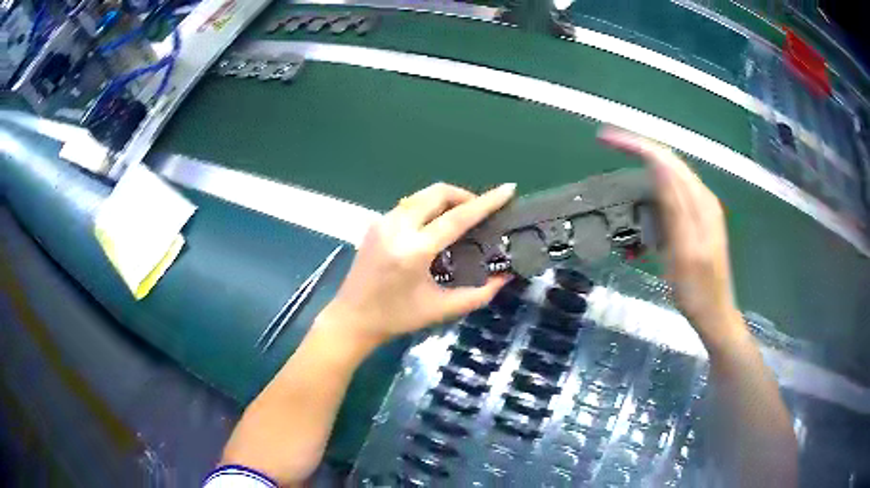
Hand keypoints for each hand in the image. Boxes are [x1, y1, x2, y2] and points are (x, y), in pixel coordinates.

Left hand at [318, 182, 515, 346]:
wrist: (351, 319)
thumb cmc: (397, 318)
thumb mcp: (442, 309)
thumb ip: (479, 294)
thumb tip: (506, 277)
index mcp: (414, 250)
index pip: (457, 217)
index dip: (486, 202)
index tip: (508, 189)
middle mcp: (396, 227)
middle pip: (437, 193)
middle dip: (464, 195)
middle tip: (481, 212)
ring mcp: (382, 222)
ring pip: (421, 195)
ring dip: (445, 200)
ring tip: (461, 218)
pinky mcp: (375, 224)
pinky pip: (408, 205)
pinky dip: (428, 207)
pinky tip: (434, 226)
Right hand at [599, 127, 742, 342]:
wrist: (714, 313)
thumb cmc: (696, 291)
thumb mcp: (684, 253)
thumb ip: (675, 207)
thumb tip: (658, 166)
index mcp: (699, 203)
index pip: (666, 160)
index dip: (637, 145)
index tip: (607, 139)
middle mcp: (702, 197)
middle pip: (668, 160)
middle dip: (638, 147)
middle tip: (608, 143)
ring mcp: (702, 207)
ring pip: (669, 173)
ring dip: (645, 165)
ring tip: (622, 162)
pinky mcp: (698, 218)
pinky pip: (672, 190)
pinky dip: (653, 186)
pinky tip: (643, 196)